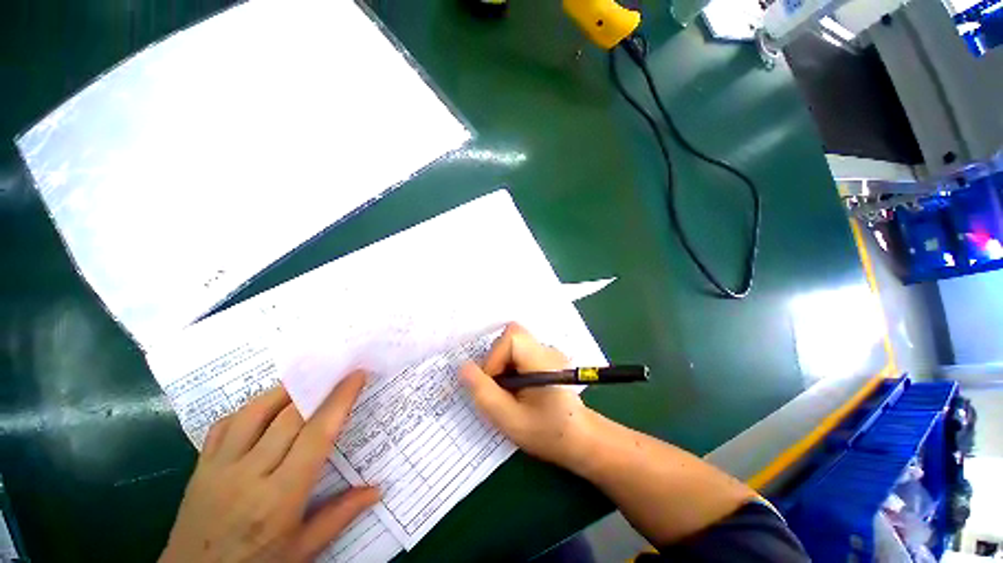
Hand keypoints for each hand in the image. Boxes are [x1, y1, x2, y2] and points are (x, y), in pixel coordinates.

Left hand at [160, 371, 378, 562]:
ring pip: (254, 411)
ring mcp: (219, 467)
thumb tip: (377, 489)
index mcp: (279, 497)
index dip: (339, 400)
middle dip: (318, 387)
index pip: (316, 435)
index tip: (356, 376)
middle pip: (288, 416)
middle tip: (337, 372)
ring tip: (306, 381)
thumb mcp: (302, 551)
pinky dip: (250, 407)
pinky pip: (225, 423)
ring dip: (284, 390)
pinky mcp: (200, 466)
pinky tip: (266, 406)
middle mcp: (249, 474)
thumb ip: (339, 516)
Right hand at [460, 324, 592, 467]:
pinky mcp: (546, 358)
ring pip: (514, 344)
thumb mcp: (510, 420)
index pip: (512, 337)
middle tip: (499, 388)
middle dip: (497, 360)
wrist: (580, 439)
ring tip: (508, 390)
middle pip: (511, 337)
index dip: (495, 357)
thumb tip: (462, 367)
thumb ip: (484, 393)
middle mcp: (547, 349)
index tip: (494, 384)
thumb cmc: (547, 433)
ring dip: (503, 364)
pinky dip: (511, 366)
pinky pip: (520, 352)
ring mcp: (548, 352)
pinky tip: (518, 388)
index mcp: (543, 361)